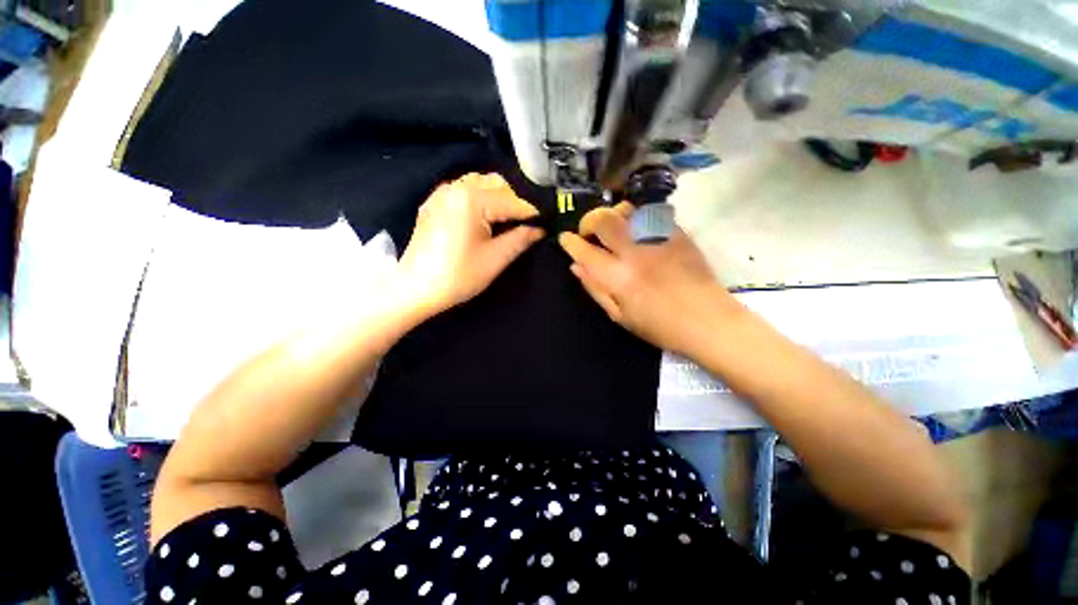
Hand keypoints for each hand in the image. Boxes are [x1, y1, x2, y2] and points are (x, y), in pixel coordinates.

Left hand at [396, 173, 543, 316]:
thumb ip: (521, 239)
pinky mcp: (434, 203)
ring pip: (480, 184)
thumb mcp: (495, 259)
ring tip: (510, 220)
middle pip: (497, 185)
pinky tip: (485, 216)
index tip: (548, 222)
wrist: (414, 289)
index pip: (513, 201)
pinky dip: (480, 198)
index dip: (533, 213)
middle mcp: (456, 187)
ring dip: (499, 197)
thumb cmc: (457, 276)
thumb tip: (540, 229)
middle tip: (530, 224)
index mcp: (472, 199)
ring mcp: (442, 194)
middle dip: (517, 202)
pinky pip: (464, 191)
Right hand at [558, 203, 742, 353]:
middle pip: (603, 221)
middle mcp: (635, 252)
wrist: (708, 320)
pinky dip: (635, 215)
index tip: (565, 238)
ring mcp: (658, 239)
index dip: (571, 242)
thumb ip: (595, 289)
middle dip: (588, 221)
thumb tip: (576, 267)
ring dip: (612, 214)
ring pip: (626, 210)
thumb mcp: (620, 316)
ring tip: (612, 227)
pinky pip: (650, 213)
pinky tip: (635, 228)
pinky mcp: (677, 233)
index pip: (585, 251)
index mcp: (618, 278)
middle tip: (588, 232)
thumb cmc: (660, 326)